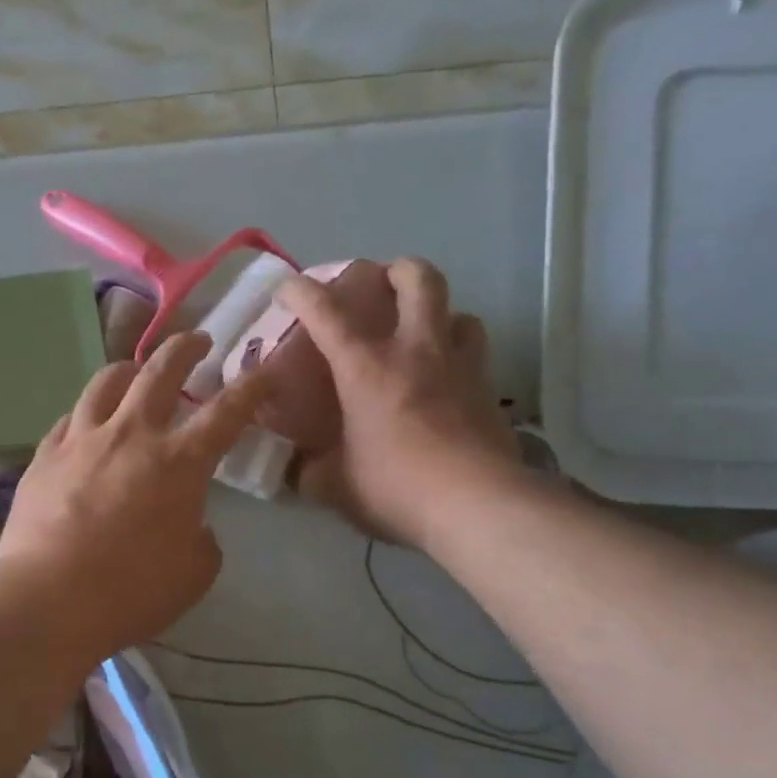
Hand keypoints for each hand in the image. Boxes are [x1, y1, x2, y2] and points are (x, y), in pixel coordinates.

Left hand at [0, 332, 268, 660]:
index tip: (266, 370)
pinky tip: (88, 423)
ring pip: (106, 381)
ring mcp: (82, 439)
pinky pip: (70, 418)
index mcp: (179, 461)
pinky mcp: (45, 455)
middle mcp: (132, 434)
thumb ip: (202, 538)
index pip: (227, 411)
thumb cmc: (131, 590)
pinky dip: (88, 413)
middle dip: (186, 347)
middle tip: (198, 340)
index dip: (252, 387)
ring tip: (135, 371)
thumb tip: (191, 524)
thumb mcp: (194, 572)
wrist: (49, 598)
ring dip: (129, 368)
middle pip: (161, 370)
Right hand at [278, 257, 521, 547]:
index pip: (326, 313)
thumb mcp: (334, 486)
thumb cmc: (394, 487)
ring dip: (439, 314)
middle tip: (381, 286)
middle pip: (418, 280)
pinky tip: (448, 382)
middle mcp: (416, 352)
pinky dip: (460, 356)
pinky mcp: (489, 392)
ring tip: (423, 335)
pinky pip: (476, 355)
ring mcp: (460, 367)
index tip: (288, 290)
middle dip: (396, 271)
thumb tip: (295, 468)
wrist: (475, 506)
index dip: (301, 292)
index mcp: (366, 368)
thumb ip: (308, 471)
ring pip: (459, 312)